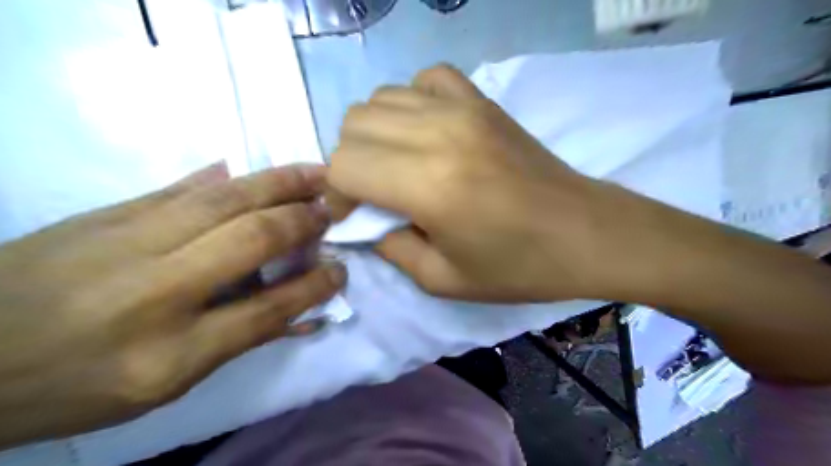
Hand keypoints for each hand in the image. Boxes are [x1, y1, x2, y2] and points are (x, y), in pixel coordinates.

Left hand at [1, 164, 345, 448]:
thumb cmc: (73, 384)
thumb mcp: (163, 386)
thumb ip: (236, 342)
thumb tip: (297, 314)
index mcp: (171, 353)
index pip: (268, 310)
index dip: (314, 287)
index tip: (341, 270)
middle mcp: (156, 291)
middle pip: (251, 241)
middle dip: (302, 221)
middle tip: (331, 209)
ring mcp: (128, 240)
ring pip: (224, 201)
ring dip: (278, 183)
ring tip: (314, 173)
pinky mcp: (109, 212)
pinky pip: (182, 187)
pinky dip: (226, 177)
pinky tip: (251, 168)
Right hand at [329, 65, 830, 385]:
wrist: (585, 233)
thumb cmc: (518, 267)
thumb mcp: (444, 279)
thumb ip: (392, 248)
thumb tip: (370, 222)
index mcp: (428, 186)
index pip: (344, 165)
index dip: (337, 192)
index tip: (353, 213)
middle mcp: (439, 134)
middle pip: (355, 124)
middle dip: (351, 161)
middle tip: (374, 192)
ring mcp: (464, 108)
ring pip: (381, 98)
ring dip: (375, 133)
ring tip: (397, 163)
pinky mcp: (484, 100)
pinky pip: (425, 79)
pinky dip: (412, 102)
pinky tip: (427, 131)